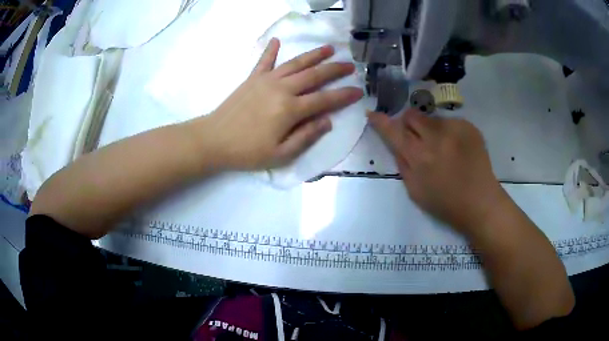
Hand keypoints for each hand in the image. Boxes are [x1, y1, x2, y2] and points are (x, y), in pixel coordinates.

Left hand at [192, 38, 363, 169]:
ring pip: (296, 63)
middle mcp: (282, 89)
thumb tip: (327, 121)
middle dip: (335, 69)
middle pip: (314, 75)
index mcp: (290, 110)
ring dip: (314, 55)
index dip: (343, 95)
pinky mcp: (252, 79)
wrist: (213, 140)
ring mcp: (266, 81)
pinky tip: (277, 40)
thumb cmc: (247, 152)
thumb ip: (306, 137)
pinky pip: (264, 61)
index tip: (359, 91)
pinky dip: (271, 50)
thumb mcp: (280, 155)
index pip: (324, 100)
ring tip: (329, 47)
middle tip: (350, 65)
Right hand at [368, 109, 506, 236]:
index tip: (372, 113)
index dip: (381, 121)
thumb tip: (396, 143)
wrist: (480, 201)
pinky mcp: (469, 126)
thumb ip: (402, 163)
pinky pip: (450, 122)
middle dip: (409, 123)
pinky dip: (449, 132)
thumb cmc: (445, 203)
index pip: (393, 132)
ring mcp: (454, 129)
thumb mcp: (415, 191)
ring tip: (443, 147)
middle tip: (416, 137)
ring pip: (432, 118)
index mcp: (419, 157)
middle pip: (412, 115)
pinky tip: (458, 148)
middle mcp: (435, 137)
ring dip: (431, 129)